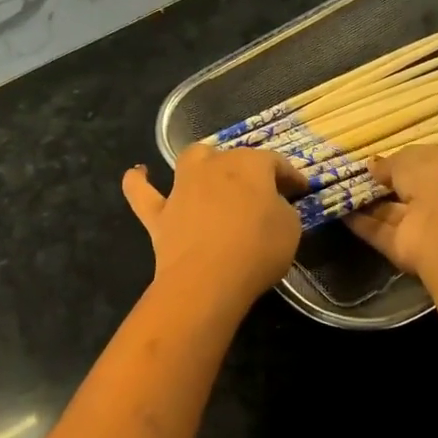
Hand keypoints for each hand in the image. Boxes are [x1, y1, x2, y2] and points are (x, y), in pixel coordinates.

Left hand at [122, 144, 302, 312]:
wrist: (208, 279)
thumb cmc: (258, 250)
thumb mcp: (290, 228)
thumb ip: (282, 210)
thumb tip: (272, 206)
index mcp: (250, 165)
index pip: (275, 163)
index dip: (290, 176)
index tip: (300, 189)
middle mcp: (213, 166)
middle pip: (232, 158)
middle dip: (246, 169)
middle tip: (258, 191)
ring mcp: (182, 188)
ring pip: (191, 160)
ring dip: (202, 163)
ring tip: (209, 172)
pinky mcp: (159, 214)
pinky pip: (142, 191)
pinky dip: (138, 181)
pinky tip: (137, 173)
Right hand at [344, 145, 437, 281]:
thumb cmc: (436, 180)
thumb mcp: (409, 158)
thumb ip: (389, 164)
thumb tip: (373, 167)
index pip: (423, 165)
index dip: (399, 164)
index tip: (373, 164)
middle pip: (406, 192)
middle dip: (381, 186)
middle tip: (351, 179)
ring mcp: (423, 226)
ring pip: (391, 213)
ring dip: (367, 205)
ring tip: (338, 194)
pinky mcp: (405, 248)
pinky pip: (380, 232)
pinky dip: (361, 224)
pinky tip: (339, 213)